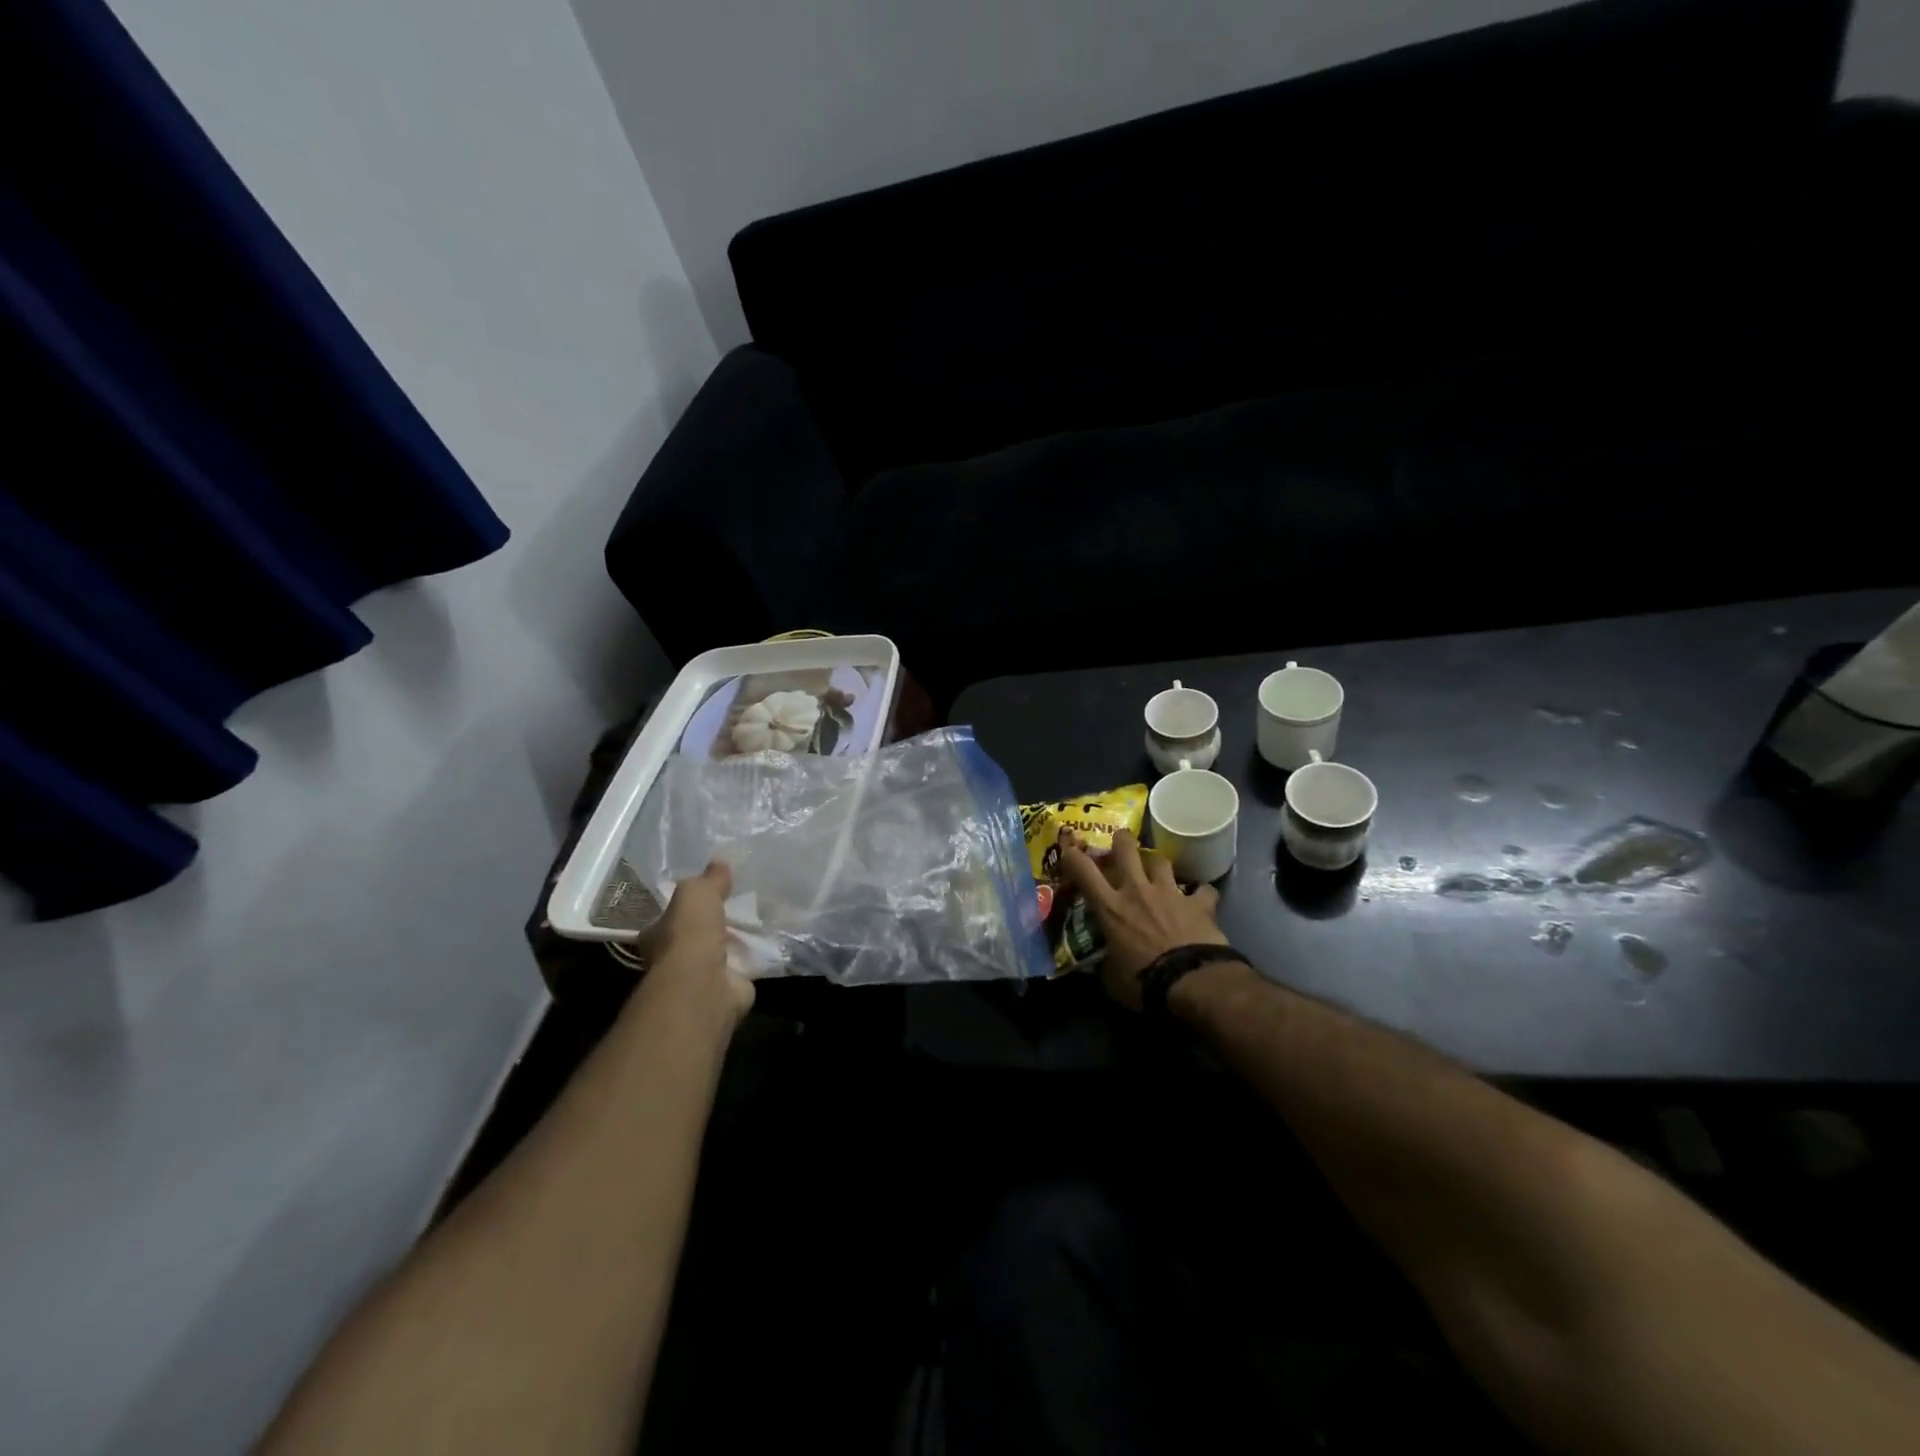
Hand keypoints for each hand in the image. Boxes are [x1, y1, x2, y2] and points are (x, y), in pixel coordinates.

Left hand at [638, 861, 753, 1029]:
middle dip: (714, 925)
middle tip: (738, 905)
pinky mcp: (729, 987)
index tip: (706, 895)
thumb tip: (720, 862)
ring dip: (736, 941)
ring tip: (760, 920)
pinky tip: (771, 942)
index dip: (684, 906)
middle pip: (695, 936)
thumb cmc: (689, 934)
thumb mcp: (696, 892)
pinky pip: (744, 966)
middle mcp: (674, 958)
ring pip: (721, 952)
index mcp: (657, 935)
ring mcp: (702, 976)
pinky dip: (755, 956)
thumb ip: (708, 879)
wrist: (705, 983)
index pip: (668, 917)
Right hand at [1059, 830, 1228, 1011]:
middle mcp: (1137, 890)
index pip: (1083, 871)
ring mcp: (1170, 893)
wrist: (1192, 981)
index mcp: (1110, 907)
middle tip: (1120, 842)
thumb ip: (1106, 967)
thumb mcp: (1113, 980)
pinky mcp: (1199, 903)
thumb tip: (1102, 968)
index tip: (1069, 849)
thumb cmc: (1144, 981)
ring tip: (1157, 869)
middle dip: (1121, 840)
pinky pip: (1203, 891)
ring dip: (1157, 863)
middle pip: (1126, 848)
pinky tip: (1201, 899)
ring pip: (1161, 861)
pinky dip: (1201, 894)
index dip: (1072, 855)